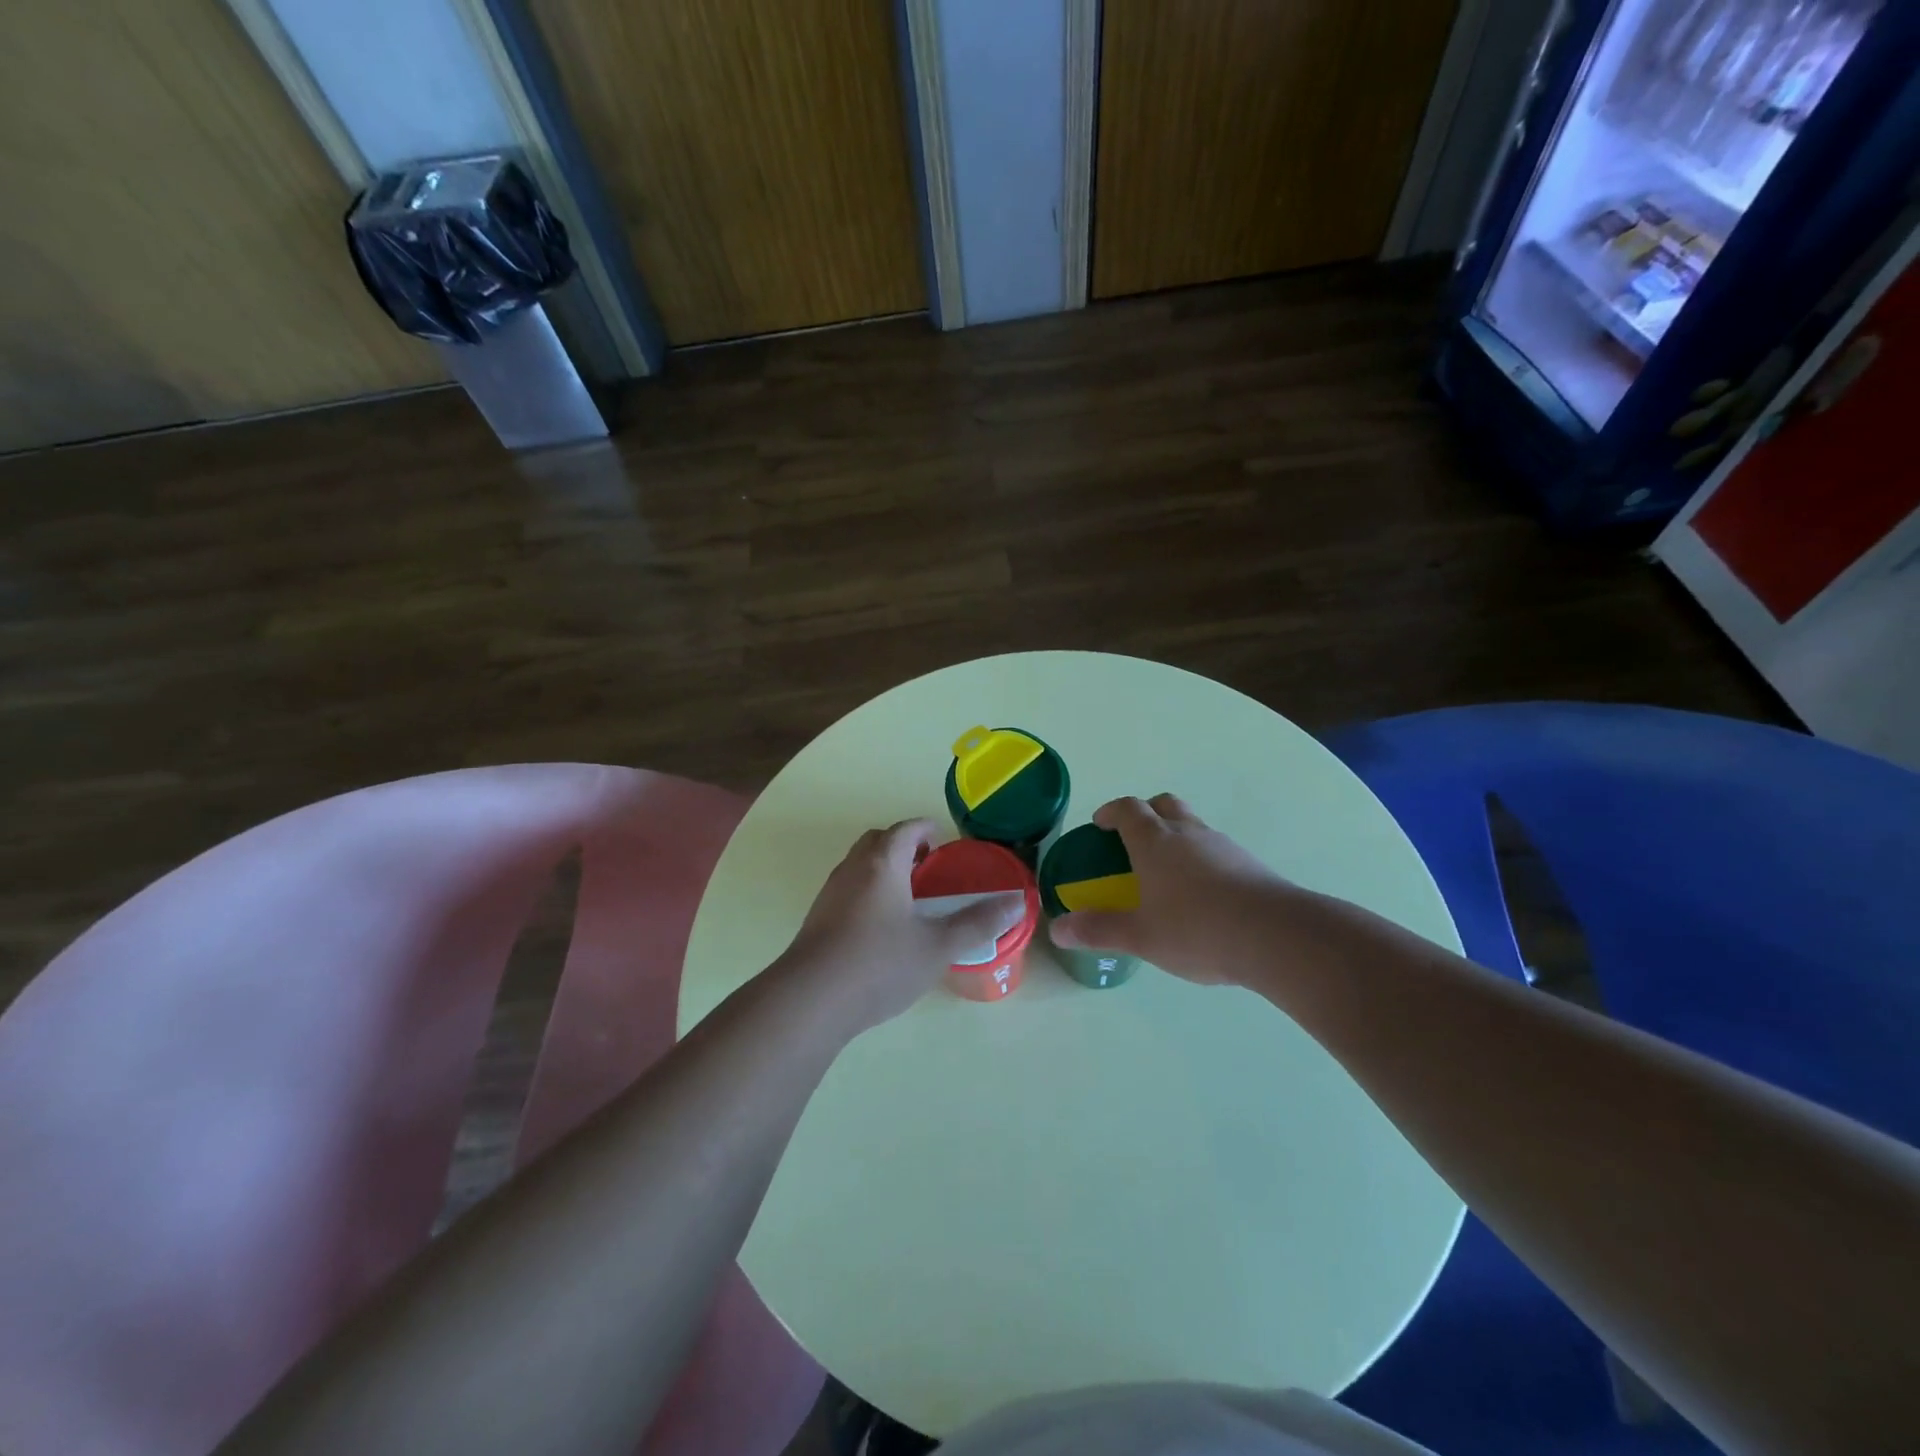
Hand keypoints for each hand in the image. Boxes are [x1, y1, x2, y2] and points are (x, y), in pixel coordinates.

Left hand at [778, 819, 1026, 1033]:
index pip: (905, 830)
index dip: (926, 828)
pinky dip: (868, 891)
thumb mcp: (937, 946)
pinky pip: (847, 889)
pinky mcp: (817, 919)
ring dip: (883, 868)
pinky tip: (881, 926)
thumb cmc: (879, 964)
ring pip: (859, 865)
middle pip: (878, 841)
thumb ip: (977, 923)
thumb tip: (1017, 903)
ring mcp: (830, 894)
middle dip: (903, 845)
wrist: (811, 1000)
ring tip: (908, 896)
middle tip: (927, 866)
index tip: (942, 839)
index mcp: (882, 864)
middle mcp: (852, 869)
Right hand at [1049, 794, 1290, 986]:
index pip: (1128, 809)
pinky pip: (1216, 849)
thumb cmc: (1196, 929)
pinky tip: (1203, 895)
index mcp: (1154, 841)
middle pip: (1163, 804)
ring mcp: (1222, 845)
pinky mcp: (1249, 863)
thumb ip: (1098, 930)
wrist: (1275, 936)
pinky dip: (1201, 859)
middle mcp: (1187, 833)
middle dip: (1145, 813)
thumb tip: (1057, 929)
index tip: (1100, 824)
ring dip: (1176, 836)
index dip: (1111, 812)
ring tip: (1167, 873)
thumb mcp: (1140, 936)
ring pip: (1192, 825)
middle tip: (1133, 839)